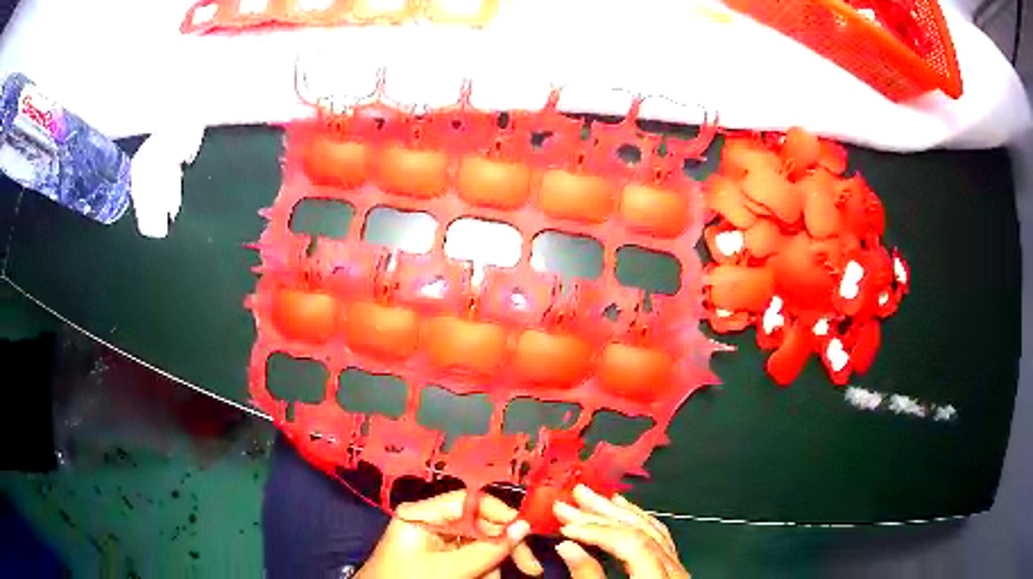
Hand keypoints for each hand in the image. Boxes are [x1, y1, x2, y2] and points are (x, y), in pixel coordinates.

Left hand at [356, 490, 543, 578]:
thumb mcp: (449, 568)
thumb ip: (487, 549)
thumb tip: (524, 526)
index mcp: (424, 513)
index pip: (472, 501)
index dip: (502, 515)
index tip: (527, 534)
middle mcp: (432, 520)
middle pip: (481, 523)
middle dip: (504, 547)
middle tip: (530, 569)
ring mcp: (438, 539)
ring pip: (482, 543)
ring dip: (494, 565)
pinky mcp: (443, 555)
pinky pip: (473, 557)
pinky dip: (483, 571)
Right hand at [553, 485, 689, 578]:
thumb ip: (588, 576)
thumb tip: (566, 545)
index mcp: (658, 577)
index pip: (630, 542)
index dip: (596, 531)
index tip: (566, 525)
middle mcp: (673, 569)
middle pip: (642, 531)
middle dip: (604, 513)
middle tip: (575, 495)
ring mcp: (677, 568)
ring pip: (653, 530)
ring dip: (620, 512)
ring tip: (597, 497)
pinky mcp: (673, 569)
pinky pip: (660, 538)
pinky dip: (640, 522)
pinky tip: (625, 511)